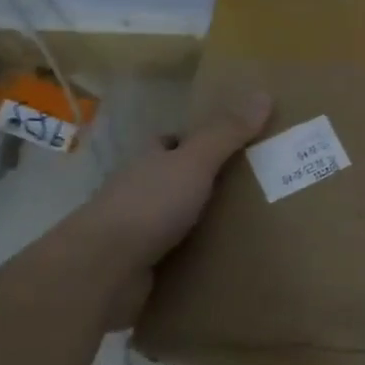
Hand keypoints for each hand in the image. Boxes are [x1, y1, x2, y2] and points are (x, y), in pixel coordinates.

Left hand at [68, 90, 272, 279]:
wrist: (101, 271)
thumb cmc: (148, 204)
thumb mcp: (194, 162)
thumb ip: (226, 133)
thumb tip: (263, 94)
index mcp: (148, 160)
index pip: (170, 142)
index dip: (197, 140)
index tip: (234, 144)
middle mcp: (139, 190)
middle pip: (177, 179)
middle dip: (208, 181)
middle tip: (255, 185)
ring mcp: (137, 230)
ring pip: (178, 218)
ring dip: (205, 221)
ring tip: (251, 224)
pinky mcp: (141, 265)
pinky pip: (178, 254)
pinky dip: (198, 255)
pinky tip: (226, 259)